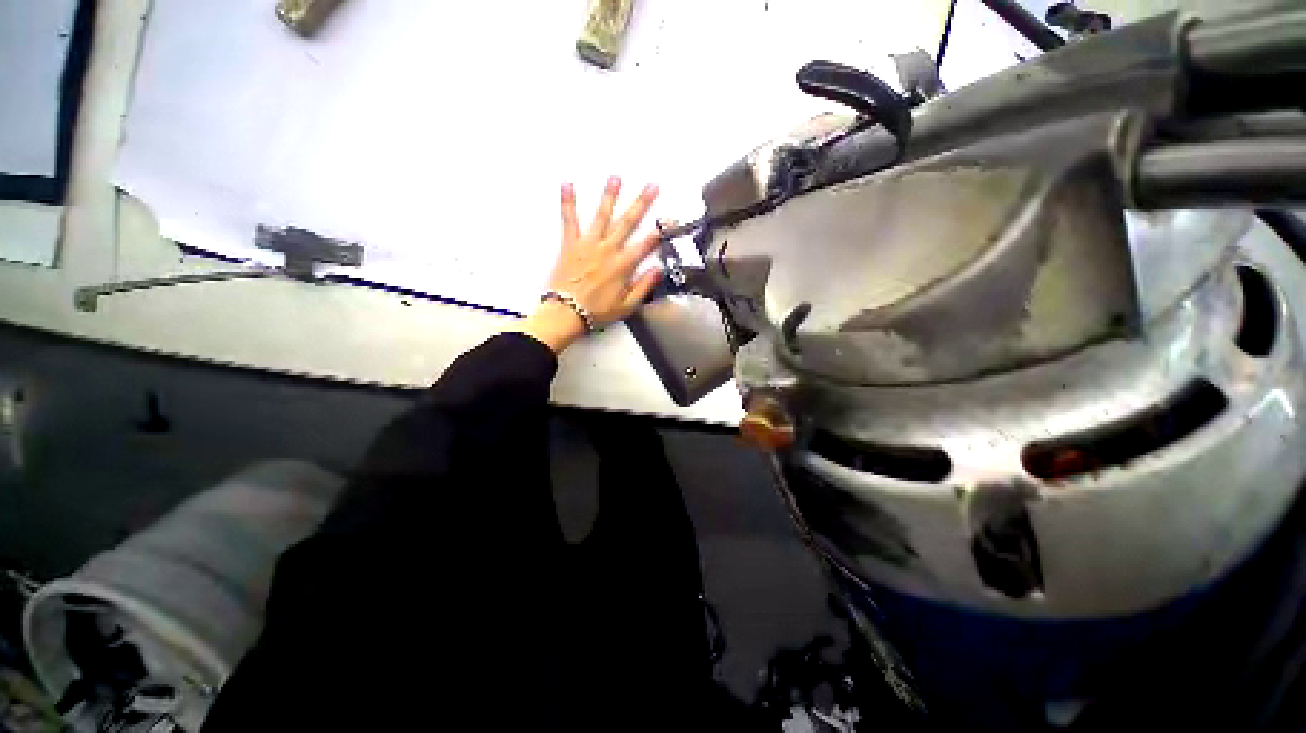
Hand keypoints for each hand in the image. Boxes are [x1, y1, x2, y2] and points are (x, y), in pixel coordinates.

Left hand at [519, 176, 663, 352]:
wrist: (567, 313)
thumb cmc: (598, 311)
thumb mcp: (627, 305)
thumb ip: (644, 286)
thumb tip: (659, 270)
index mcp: (623, 265)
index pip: (646, 244)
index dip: (660, 231)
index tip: (670, 219)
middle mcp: (608, 250)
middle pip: (628, 223)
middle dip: (641, 203)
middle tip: (651, 185)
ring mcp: (588, 244)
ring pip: (602, 215)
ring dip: (610, 195)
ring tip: (616, 177)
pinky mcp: (570, 244)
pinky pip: (569, 220)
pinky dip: (568, 202)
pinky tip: (567, 184)